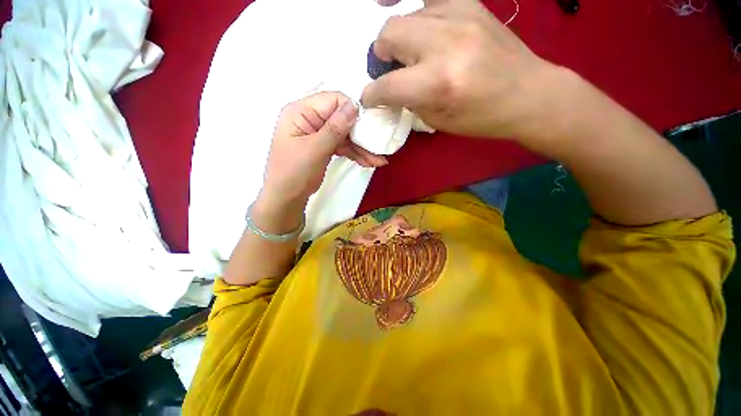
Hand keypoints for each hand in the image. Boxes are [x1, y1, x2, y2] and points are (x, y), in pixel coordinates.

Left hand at [260, 92, 387, 210]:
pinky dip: (354, 154)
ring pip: (345, 135)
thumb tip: (354, 105)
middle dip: (360, 135)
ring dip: (361, 148)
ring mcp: (318, 133)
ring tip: (378, 161)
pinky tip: (368, 162)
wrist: (286, 198)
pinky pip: (342, 146)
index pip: (332, 100)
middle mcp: (310, 119)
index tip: (370, 126)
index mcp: (301, 112)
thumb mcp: (315, 149)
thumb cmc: (294, 172)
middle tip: (378, 147)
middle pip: (341, 119)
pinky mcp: (324, 146)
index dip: (352, 111)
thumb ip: (335, 128)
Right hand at [361, 0, 565, 141]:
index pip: (387, 85)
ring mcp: (459, 17)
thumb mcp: (438, 121)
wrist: (528, 93)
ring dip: (399, 37)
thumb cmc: (482, 117)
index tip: (369, 98)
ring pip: (406, 15)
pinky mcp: (470, 5)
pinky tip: (421, 29)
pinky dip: (417, 14)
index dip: (371, 94)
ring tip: (410, 54)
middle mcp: (445, 44)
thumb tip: (391, 90)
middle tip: (389, 69)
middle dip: (381, 55)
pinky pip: (430, 0)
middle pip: (389, 34)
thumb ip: (410, 101)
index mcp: (438, 83)